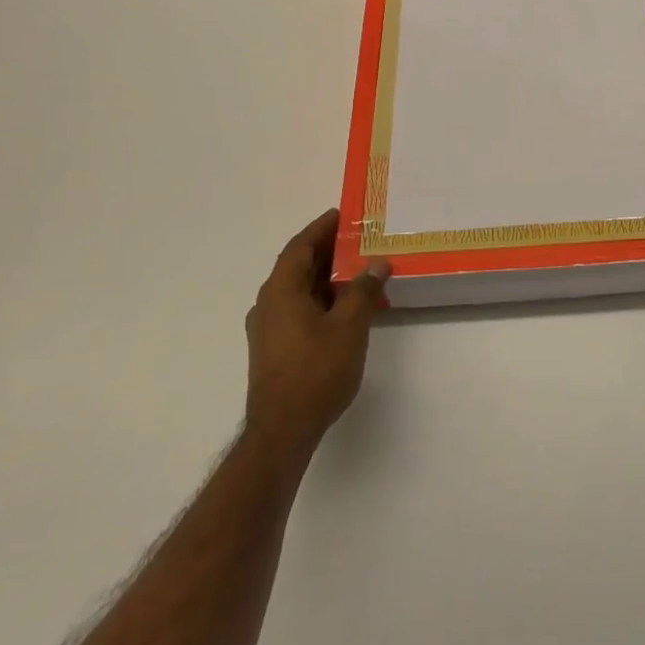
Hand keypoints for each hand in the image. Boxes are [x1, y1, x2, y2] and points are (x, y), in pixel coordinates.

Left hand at [243, 209, 389, 467]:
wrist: (283, 430)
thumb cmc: (316, 371)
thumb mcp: (349, 325)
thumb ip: (362, 290)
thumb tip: (376, 263)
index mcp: (281, 290)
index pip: (300, 247)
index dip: (321, 228)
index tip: (342, 214)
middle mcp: (269, 303)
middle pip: (298, 266)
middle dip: (327, 250)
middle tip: (358, 238)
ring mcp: (268, 328)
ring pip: (299, 289)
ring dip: (325, 276)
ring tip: (358, 269)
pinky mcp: (274, 348)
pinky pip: (298, 308)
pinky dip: (321, 298)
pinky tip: (345, 307)